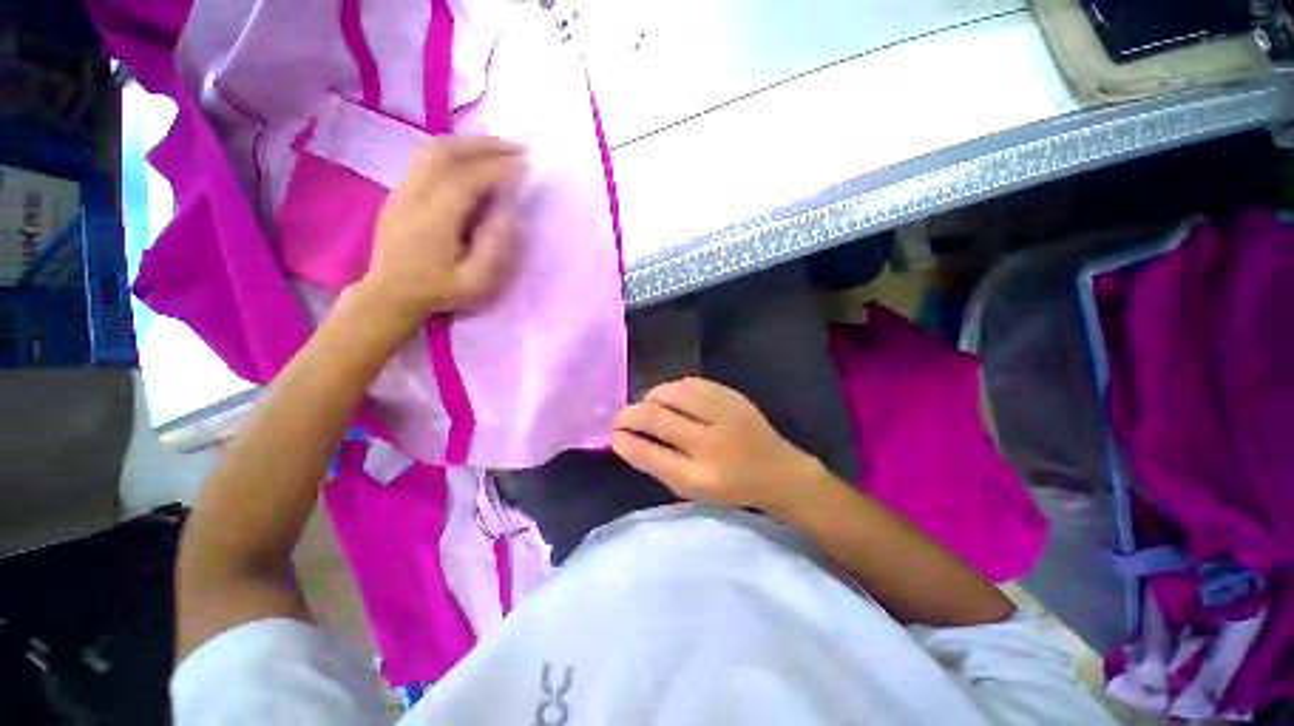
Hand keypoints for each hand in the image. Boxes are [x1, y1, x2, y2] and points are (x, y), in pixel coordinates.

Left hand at [359, 136, 523, 333]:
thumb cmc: (439, 291)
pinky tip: (470, 160)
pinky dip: (453, 152)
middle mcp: (415, 195)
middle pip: (446, 153)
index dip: (498, 167)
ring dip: (468, 144)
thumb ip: (495, 248)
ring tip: (497, 149)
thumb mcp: (476, 282)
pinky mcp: (400, 192)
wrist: (390, 294)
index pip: (468, 179)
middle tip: (516, 147)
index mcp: (435, 219)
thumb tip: (509, 212)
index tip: (525, 164)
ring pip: (432, 151)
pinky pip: (426, 160)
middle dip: (485, 146)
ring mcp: (403, 191)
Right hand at [611, 377, 822, 510]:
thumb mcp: (693, 488)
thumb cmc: (731, 486)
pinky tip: (671, 399)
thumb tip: (626, 439)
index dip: (625, 440)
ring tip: (647, 407)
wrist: (778, 471)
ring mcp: (724, 414)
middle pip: (656, 417)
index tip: (613, 435)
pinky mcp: (732, 396)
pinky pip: (690, 383)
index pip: (649, 454)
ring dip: (651, 398)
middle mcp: (711, 443)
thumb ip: (659, 464)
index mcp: (701, 477)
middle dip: (629, 415)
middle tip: (620, 418)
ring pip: (671, 393)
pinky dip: (672, 389)